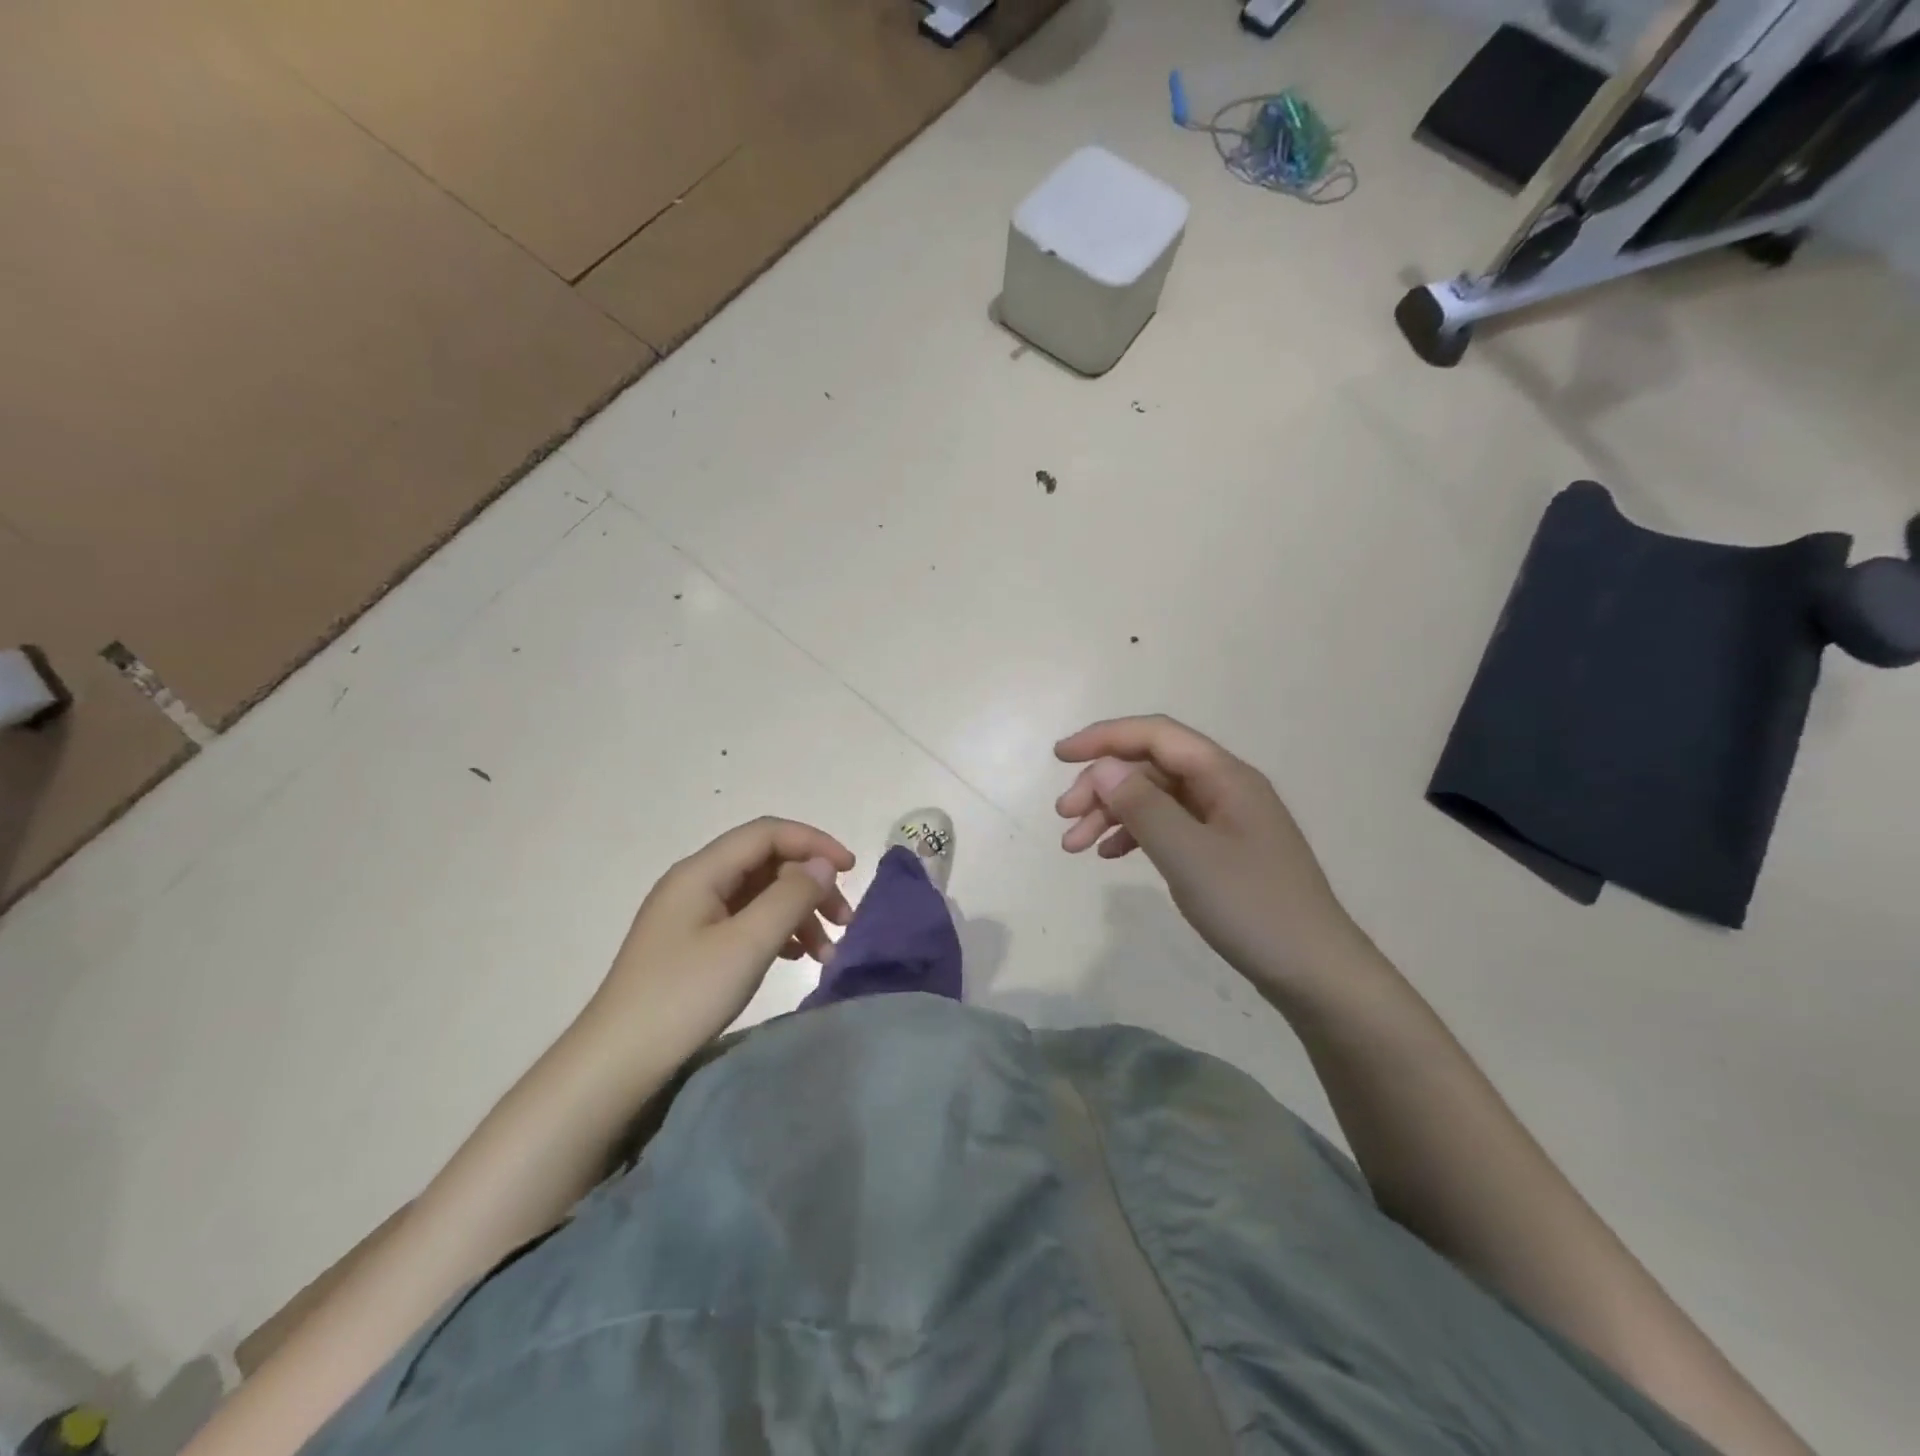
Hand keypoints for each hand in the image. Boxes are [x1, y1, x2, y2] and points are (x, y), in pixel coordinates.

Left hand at [580, 818, 854, 1076]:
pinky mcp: (693, 945)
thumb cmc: (684, 997)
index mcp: (701, 872)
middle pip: (766, 863)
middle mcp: (696, 883)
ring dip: (798, 913)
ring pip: (760, 894)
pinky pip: (746, 921)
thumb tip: (823, 865)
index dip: (814, 843)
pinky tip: (796, 956)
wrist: (617, 1063)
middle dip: (810, 884)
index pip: (767, 834)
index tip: (851, 870)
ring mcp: (692, 915)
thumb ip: (790, 897)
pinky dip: (778, 932)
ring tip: (827, 952)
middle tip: (844, 921)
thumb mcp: (746, 944)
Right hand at [1055, 715, 1359, 988]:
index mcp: (1224, 776)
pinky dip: (1135, 835)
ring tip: (1074, 845)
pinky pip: (1169, 827)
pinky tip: (1110, 855)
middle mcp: (1224, 788)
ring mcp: (1225, 820)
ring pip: (1155, 798)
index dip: (1103, 738)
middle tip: (1064, 818)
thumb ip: (1142, 807)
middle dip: (1102, 785)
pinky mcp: (1223, 850)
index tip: (1059, 757)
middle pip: (1151, 767)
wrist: (1315, 971)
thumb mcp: (1188, 855)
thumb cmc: (1252, 907)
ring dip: (1112, 813)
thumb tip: (1103, 768)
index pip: (1155, 735)